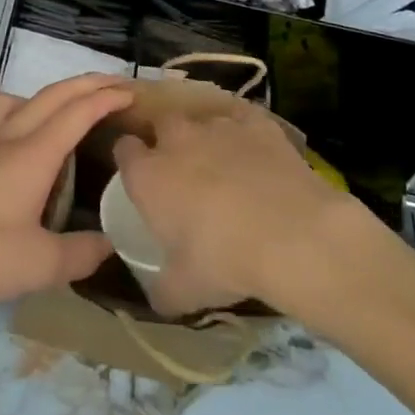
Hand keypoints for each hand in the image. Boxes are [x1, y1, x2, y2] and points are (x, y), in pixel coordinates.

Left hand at [0, 75, 130, 316]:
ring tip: (68, 104)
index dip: (106, 98)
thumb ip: (81, 253)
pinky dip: (19, 110)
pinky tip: (17, 136)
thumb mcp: (40, 264)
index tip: (132, 92)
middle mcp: (10, 137)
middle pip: (53, 95)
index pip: (78, 112)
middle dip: (87, 84)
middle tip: (115, 85)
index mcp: (34, 154)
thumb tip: (111, 245)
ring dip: (51, 92)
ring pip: (21, 99)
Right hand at [112, 106, 374, 315]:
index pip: (124, 150)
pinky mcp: (254, 120)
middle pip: (161, 126)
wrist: (290, 233)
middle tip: (183, 173)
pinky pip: (241, 119)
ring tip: (226, 168)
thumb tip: (156, 296)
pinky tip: (256, 154)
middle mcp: (176, 138)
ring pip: (202, 122)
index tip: (140, 178)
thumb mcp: (184, 291)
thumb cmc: (224, 261)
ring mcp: (216, 124)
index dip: (131, 161)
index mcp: (148, 174)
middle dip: (167, 142)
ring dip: (207, 140)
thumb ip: (162, 289)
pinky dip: (244, 133)